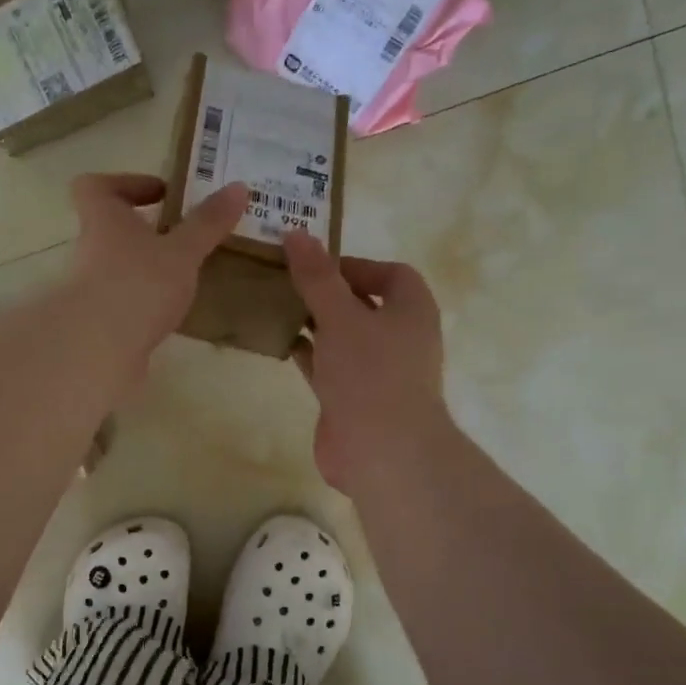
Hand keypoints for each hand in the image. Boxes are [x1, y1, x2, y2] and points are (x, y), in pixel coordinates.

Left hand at [66, 172, 247, 366]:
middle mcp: (90, 250)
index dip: (124, 183)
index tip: (160, 193)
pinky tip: (170, 314)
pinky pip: (121, 302)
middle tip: (182, 238)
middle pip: (109, 229)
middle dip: (144, 231)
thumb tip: (239, 187)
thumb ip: (207, 223)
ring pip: (116, 268)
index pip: (95, 187)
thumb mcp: (182, 252)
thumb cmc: (138, 285)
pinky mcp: (97, 323)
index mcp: (104, 220)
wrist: (96, 350)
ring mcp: (90, 289)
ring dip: (145, 269)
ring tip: (183, 279)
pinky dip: (143, 303)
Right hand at [282, 231, 448, 493]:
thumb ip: (317, 277)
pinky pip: (328, 365)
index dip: (355, 265)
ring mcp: (375, 371)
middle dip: (325, 292)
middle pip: (361, 304)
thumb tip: (296, 234)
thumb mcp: (341, 316)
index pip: (390, 274)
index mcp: (411, 310)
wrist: (382, 451)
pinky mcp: (352, 398)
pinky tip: (278, 341)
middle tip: (284, 280)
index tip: (315, 265)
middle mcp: (398, 337)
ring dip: (313, 322)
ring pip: (341, 336)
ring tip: (274, 305)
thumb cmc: (371, 373)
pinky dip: (307, 352)